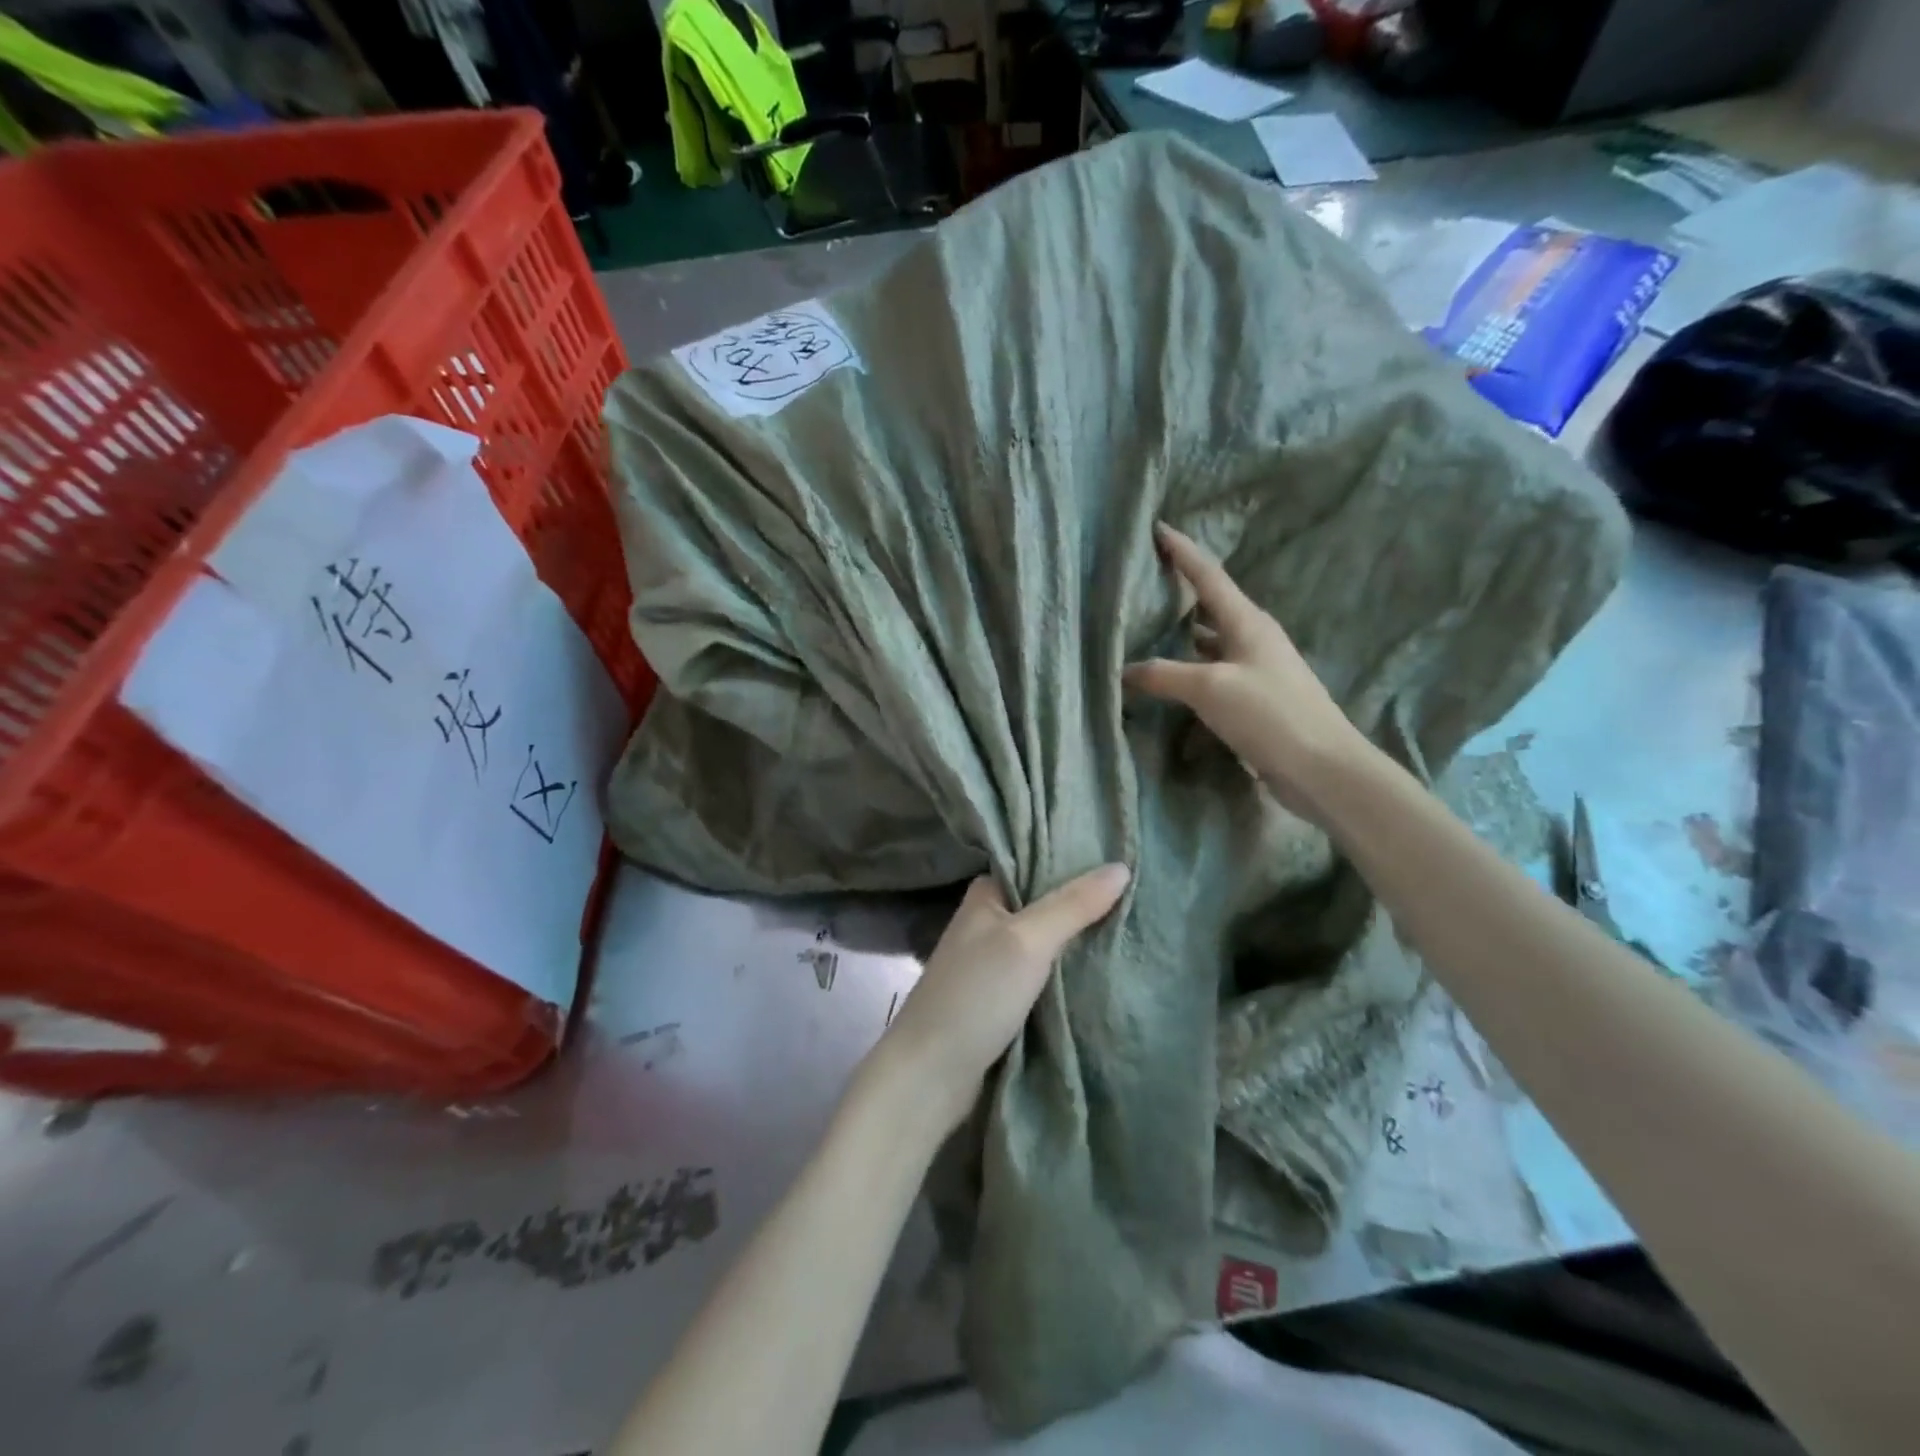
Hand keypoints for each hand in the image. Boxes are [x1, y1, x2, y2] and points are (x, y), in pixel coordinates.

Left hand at [873, 865, 1129, 1133]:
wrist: (930, 1075)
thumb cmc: (975, 995)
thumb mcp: (1027, 941)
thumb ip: (1072, 905)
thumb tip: (1122, 867)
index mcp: (986, 894)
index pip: (1037, 864)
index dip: (1077, 861)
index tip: (1125, 858)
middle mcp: (989, 921)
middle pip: (1047, 903)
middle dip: (1087, 903)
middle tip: (1142, 895)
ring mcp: (995, 962)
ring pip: (1049, 942)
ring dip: (1083, 940)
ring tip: (1137, 926)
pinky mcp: (1003, 999)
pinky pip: (1047, 975)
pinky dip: (1071, 971)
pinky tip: (1108, 967)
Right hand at [1123, 522, 1370, 821]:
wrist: (1323, 767)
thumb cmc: (1270, 715)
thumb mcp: (1211, 689)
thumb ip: (1164, 675)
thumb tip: (1124, 671)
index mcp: (1248, 623)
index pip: (1209, 576)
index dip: (1183, 552)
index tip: (1159, 528)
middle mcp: (1254, 638)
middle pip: (1212, 605)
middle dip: (1181, 591)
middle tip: (1147, 581)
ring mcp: (1257, 669)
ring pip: (1212, 640)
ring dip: (1184, 633)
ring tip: (1150, 627)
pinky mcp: (1256, 698)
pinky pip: (1215, 671)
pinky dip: (1192, 668)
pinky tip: (1173, 679)